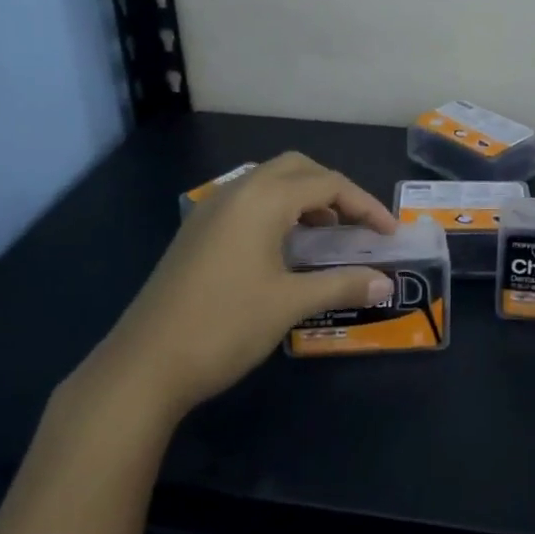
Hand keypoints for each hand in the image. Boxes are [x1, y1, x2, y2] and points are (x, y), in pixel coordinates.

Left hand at [63, 153, 397, 425]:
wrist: (144, 364)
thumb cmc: (225, 326)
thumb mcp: (289, 304)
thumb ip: (341, 285)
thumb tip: (386, 283)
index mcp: (261, 199)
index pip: (326, 184)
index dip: (364, 204)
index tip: (389, 233)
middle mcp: (235, 192)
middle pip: (296, 169)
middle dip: (332, 189)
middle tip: (357, 224)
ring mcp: (210, 210)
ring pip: (268, 183)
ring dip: (303, 198)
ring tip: (327, 235)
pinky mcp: (197, 232)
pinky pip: (247, 203)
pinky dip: (276, 211)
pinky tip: (284, 248)